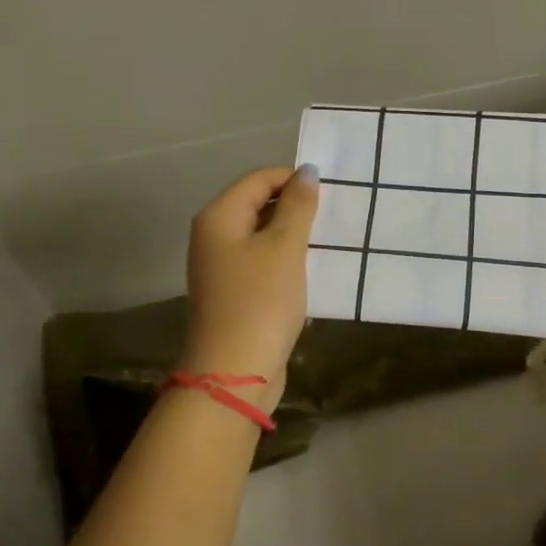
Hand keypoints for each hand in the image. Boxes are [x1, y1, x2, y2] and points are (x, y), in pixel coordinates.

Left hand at [178, 165, 319, 412]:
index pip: (258, 179)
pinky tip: (310, 271)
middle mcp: (212, 237)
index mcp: (218, 217)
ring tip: (326, 242)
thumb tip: (307, 172)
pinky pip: (262, 264)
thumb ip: (297, 206)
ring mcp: (221, 268)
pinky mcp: (233, 294)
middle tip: (332, 216)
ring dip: (292, 236)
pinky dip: (285, 261)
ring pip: (261, 237)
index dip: (293, 179)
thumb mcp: (285, 247)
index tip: (330, 192)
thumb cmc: (261, 301)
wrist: (234, 373)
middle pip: (256, 205)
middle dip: (294, 207)